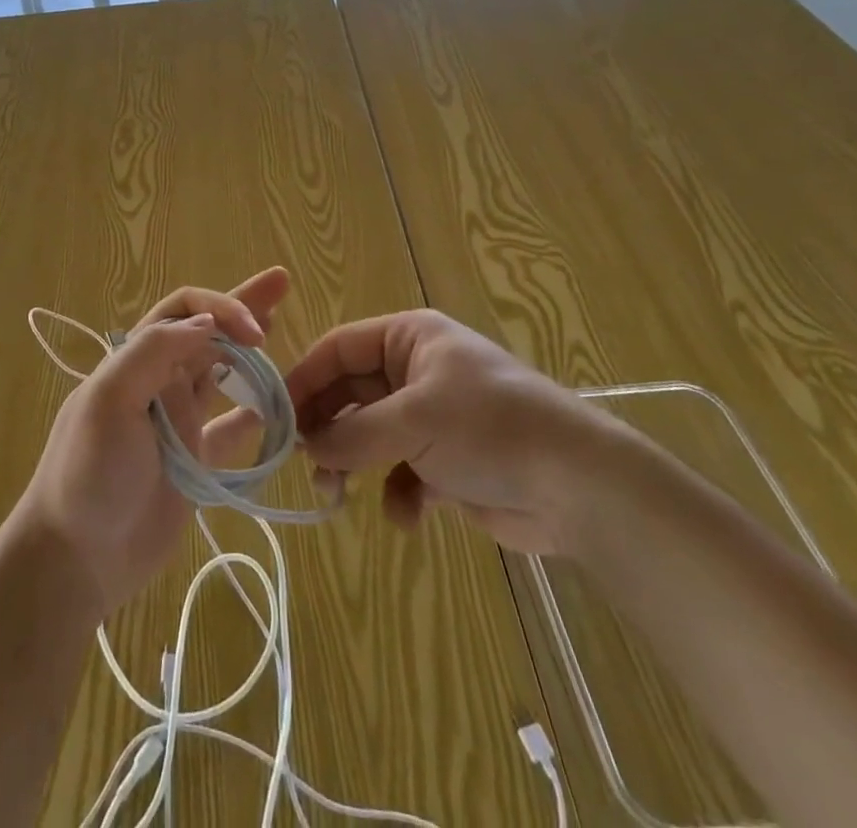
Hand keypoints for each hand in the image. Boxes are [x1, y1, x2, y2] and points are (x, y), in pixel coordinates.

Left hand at [18, 268, 290, 613]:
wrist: (76, 557)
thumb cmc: (89, 471)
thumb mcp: (109, 399)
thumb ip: (154, 352)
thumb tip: (207, 323)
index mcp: (136, 359)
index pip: (185, 310)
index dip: (222, 309)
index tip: (257, 332)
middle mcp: (159, 381)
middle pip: (208, 331)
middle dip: (241, 306)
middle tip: (281, 284)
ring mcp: (178, 422)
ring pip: (221, 372)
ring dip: (248, 351)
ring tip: (277, 330)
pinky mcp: (194, 463)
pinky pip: (230, 430)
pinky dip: (252, 415)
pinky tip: (277, 410)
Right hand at [285, 308, 620, 553]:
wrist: (581, 487)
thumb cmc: (490, 429)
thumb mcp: (414, 420)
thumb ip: (353, 434)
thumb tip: (308, 449)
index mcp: (408, 338)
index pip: (338, 349)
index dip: (304, 380)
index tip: (275, 418)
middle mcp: (415, 371)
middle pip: (349, 394)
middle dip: (326, 430)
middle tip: (305, 465)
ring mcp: (432, 417)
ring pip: (369, 436)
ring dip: (352, 466)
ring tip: (338, 498)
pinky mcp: (447, 462)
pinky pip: (402, 473)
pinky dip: (398, 495)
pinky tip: (409, 517)